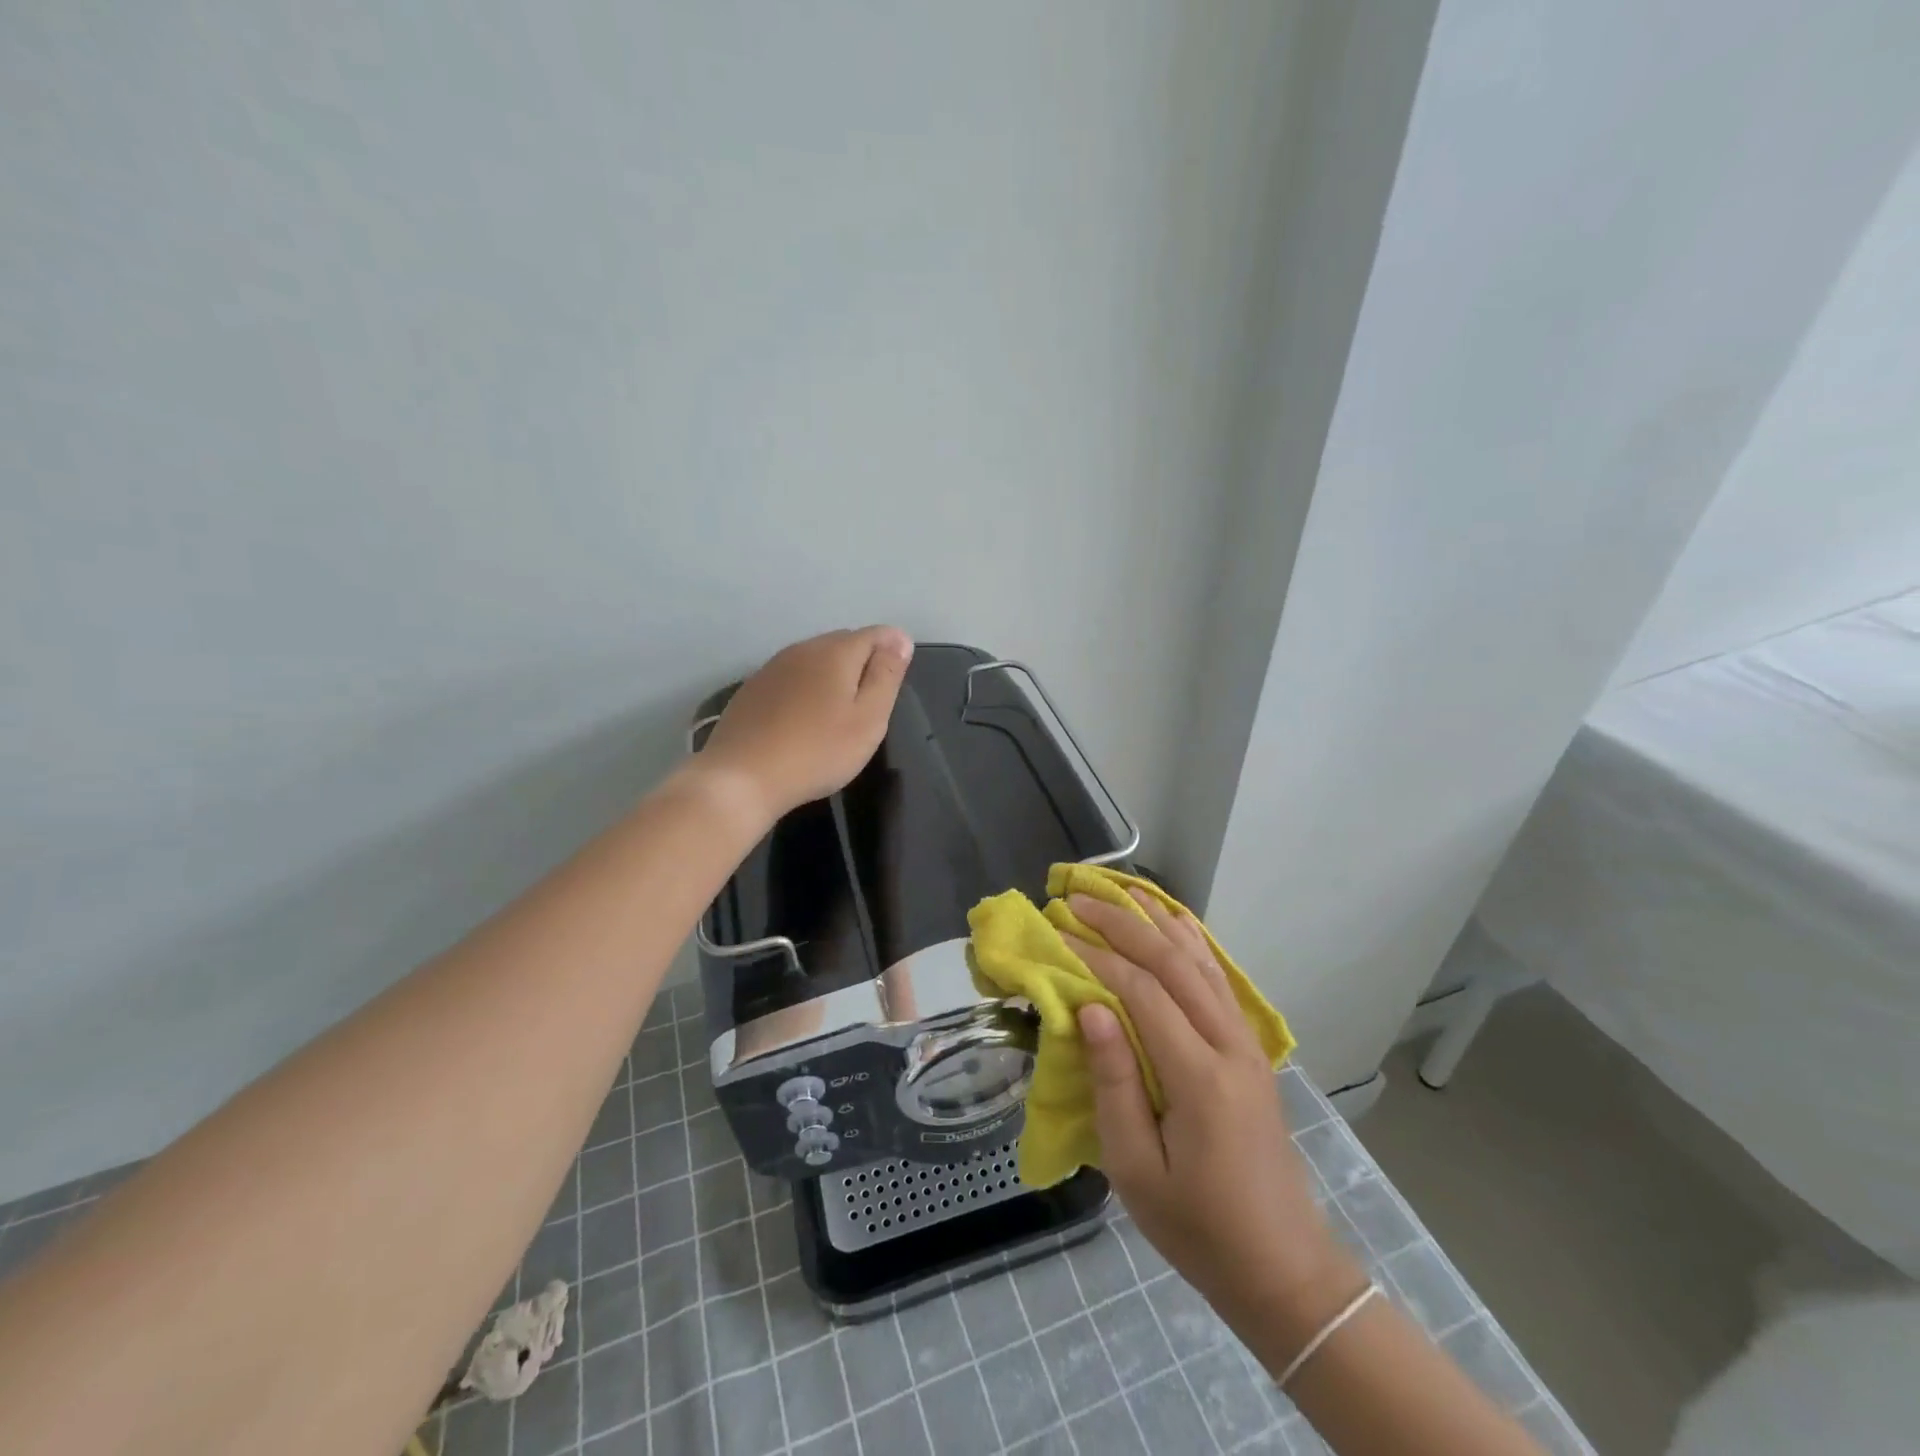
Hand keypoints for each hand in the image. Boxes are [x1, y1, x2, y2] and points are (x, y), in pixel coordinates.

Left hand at [696, 627, 912, 821]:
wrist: (742, 778)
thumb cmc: (817, 751)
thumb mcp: (868, 719)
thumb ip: (886, 676)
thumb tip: (900, 639)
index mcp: (836, 652)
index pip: (876, 634)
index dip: (893, 651)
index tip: (895, 682)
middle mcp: (803, 648)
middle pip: (844, 643)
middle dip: (863, 663)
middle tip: (871, 704)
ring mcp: (773, 667)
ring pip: (815, 659)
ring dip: (833, 676)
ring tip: (839, 713)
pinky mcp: (753, 688)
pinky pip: (792, 677)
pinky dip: (806, 689)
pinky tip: (804, 720)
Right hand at [1067, 892, 1362, 1347]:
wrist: (1282, 1267)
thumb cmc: (1197, 1227)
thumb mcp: (1137, 1169)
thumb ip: (1113, 1083)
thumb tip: (1091, 1008)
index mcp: (1199, 1077)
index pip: (1143, 993)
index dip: (1098, 958)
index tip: (1057, 934)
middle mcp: (1228, 1045)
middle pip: (1173, 963)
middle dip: (1123, 924)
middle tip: (1078, 899)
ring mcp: (1246, 1044)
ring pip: (1200, 962)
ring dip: (1157, 921)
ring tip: (1121, 890)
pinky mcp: (1251, 1050)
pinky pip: (1218, 979)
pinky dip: (1193, 942)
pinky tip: (1175, 922)